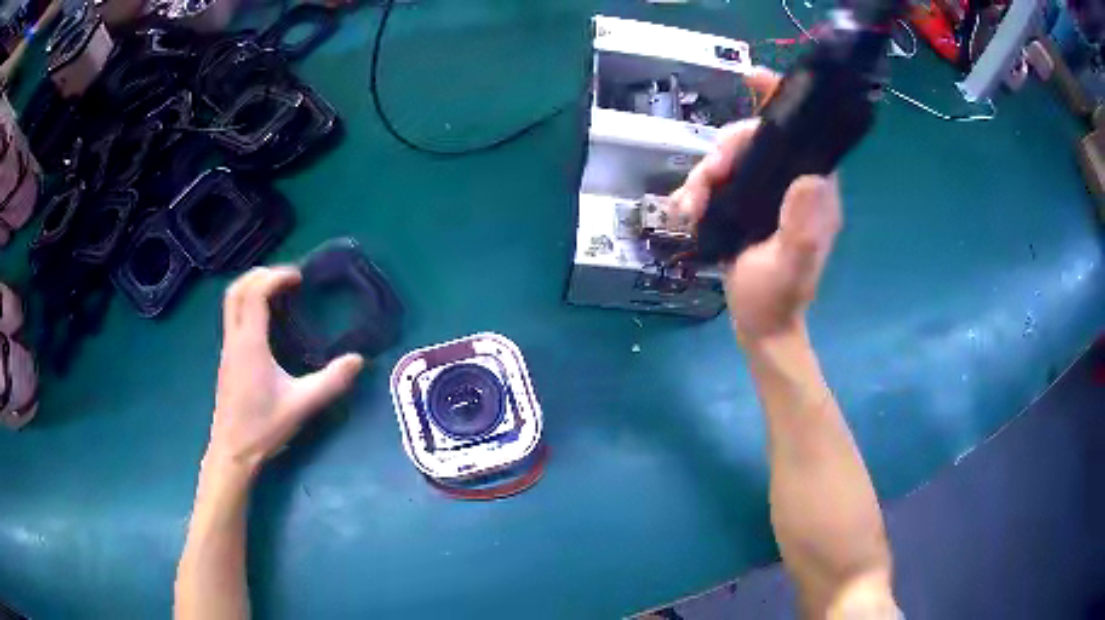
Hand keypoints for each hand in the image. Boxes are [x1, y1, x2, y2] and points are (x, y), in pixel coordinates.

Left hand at [206, 266, 364, 476]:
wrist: (233, 451)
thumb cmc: (263, 427)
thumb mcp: (301, 405)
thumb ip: (330, 382)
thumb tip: (358, 360)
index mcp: (250, 344)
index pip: (255, 294)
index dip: (275, 277)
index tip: (298, 277)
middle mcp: (234, 340)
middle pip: (236, 290)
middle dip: (260, 275)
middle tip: (286, 277)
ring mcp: (227, 349)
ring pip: (231, 303)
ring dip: (251, 288)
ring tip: (277, 292)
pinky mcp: (227, 359)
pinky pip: (233, 317)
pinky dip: (248, 304)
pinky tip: (266, 321)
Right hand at [670, 68, 841, 343]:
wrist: (759, 326)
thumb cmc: (778, 298)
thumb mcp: (791, 267)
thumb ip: (802, 229)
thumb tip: (809, 178)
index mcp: (813, 191)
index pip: (802, 135)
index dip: (780, 102)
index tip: (755, 79)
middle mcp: (791, 183)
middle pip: (754, 141)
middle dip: (725, 151)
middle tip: (708, 177)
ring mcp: (765, 193)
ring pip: (730, 158)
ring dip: (704, 174)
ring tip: (690, 205)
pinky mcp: (743, 204)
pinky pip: (716, 180)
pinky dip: (697, 189)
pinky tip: (685, 210)